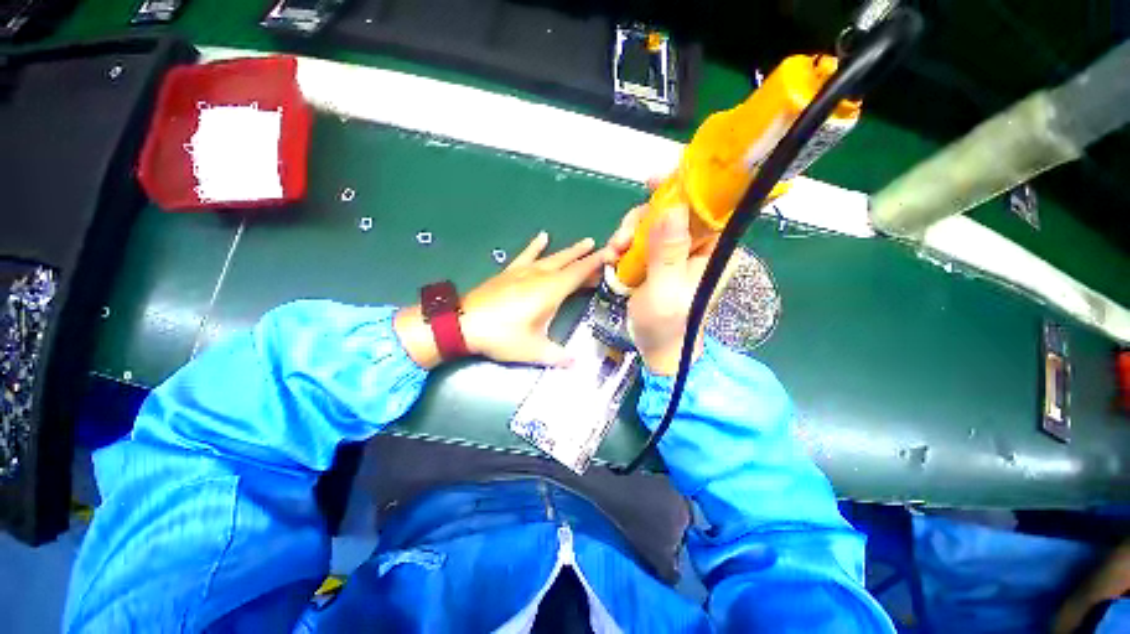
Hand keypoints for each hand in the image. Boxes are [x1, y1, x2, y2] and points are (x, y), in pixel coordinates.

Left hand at [395, 232, 606, 368]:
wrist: (463, 324)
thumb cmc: (502, 336)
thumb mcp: (533, 350)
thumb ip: (558, 356)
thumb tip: (577, 363)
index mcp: (550, 290)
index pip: (579, 272)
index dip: (597, 263)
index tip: (612, 253)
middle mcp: (540, 275)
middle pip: (569, 263)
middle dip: (587, 257)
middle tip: (603, 252)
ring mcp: (523, 271)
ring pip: (552, 257)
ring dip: (569, 251)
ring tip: (584, 242)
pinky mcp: (509, 272)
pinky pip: (526, 255)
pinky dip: (535, 246)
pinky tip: (543, 236)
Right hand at [608, 203, 714, 375]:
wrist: (655, 346)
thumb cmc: (666, 324)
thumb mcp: (665, 291)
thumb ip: (668, 252)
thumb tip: (674, 206)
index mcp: (714, 249)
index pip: (705, 205)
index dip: (682, 188)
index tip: (652, 183)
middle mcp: (698, 245)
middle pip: (672, 210)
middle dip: (642, 220)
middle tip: (622, 239)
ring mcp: (676, 251)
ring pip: (652, 223)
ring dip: (628, 233)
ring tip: (614, 253)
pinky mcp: (658, 258)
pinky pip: (640, 239)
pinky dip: (624, 244)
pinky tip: (613, 258)